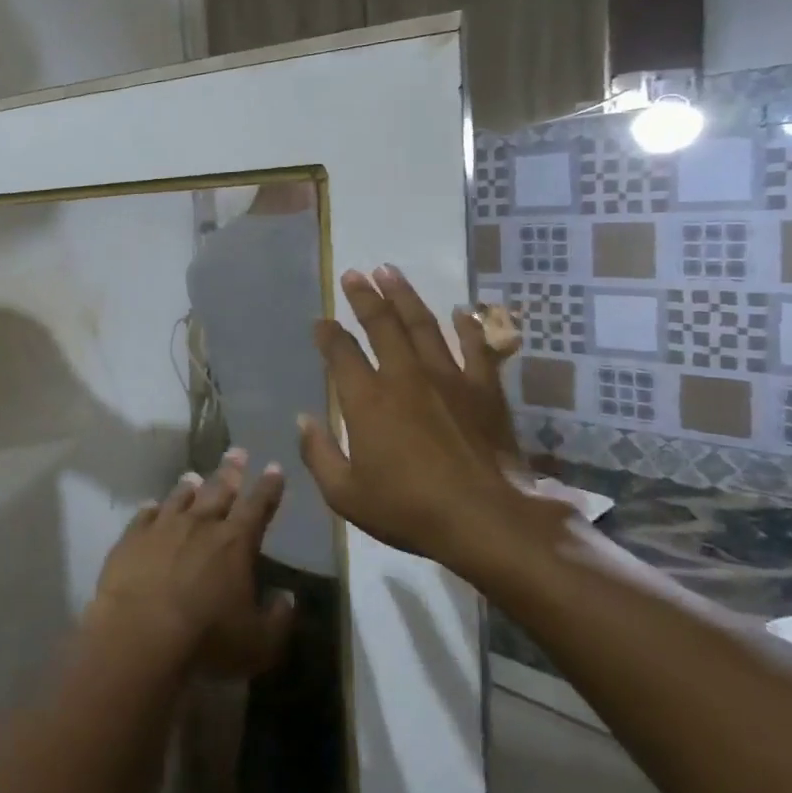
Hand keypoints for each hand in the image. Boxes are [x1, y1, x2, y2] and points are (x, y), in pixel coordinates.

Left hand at [88, 450, 295, 679]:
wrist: (139, 633)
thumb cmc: (206, 639)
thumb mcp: (259, 643)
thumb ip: (278, 619)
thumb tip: (287, 598)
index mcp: (235, 543)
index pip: (258, 506)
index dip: (268, 487)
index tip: (274, 467)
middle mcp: (200, 525)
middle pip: (219, 490)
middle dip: (231, 471)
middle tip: (237, 451)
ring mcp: (162, 527)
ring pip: (179, 498)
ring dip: (189, 486)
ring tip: (194, 476)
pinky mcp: (131, 538)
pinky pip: (144, 515)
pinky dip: (151, 509)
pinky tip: (151, 505)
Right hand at [298, 267, 557, 578]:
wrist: (488, 520)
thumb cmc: (408, 509)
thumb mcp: (345, 494)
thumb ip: (318, 453)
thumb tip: (303, 419)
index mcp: (367, 399)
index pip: (341, 352)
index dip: (327, 334)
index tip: (321, 321)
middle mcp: (405, 376)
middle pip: (381, 323)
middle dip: (364, 296)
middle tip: (353, 274)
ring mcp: (449, 378)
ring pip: (423, 324)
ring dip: (405, 295)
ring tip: (390, 272)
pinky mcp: (485, 390)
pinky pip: (477, 347)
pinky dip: (469, 326)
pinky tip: (463, 311)